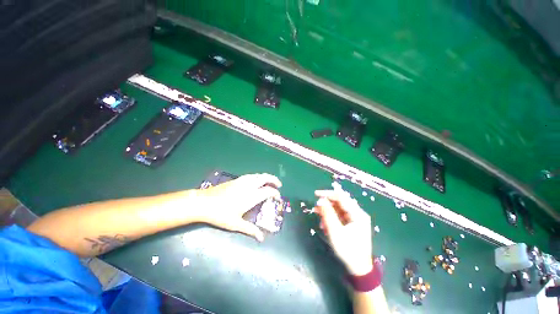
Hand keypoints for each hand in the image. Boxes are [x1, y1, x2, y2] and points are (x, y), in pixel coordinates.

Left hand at [193, 173, 281, 241]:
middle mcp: (249, 186)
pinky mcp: (236, 179)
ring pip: (258, 175)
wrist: (204, 202)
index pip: (268, 191)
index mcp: (251, 196)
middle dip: (274, 180)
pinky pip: (252, 175)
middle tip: (279, 185)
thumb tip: (261, 238)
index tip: (278, 198)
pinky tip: (257, 181)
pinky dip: (258, 177)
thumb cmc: (220, 214)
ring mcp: (242, 181)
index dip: (275, 193)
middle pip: (265, 178)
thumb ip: (250, 229)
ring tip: (270, 182)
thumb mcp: (236, 224)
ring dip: (266, 177)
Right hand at [314, 189, 372, 274]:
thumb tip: (320, 200)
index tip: (315, 194)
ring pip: (338, 209)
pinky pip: (339, 216)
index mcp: (357, 213)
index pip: (341, 197)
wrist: (359, 268)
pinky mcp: (352, 224)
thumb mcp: (335, 231)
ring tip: (317, 214)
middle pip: (340, 202)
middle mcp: (357, 214)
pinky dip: (331, 217)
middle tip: (316, 206)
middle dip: (326, 203)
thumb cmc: (348, 249)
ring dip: (327, 210)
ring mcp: (355, 219)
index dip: (327, 194)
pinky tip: (324, 223)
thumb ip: (328, 213)